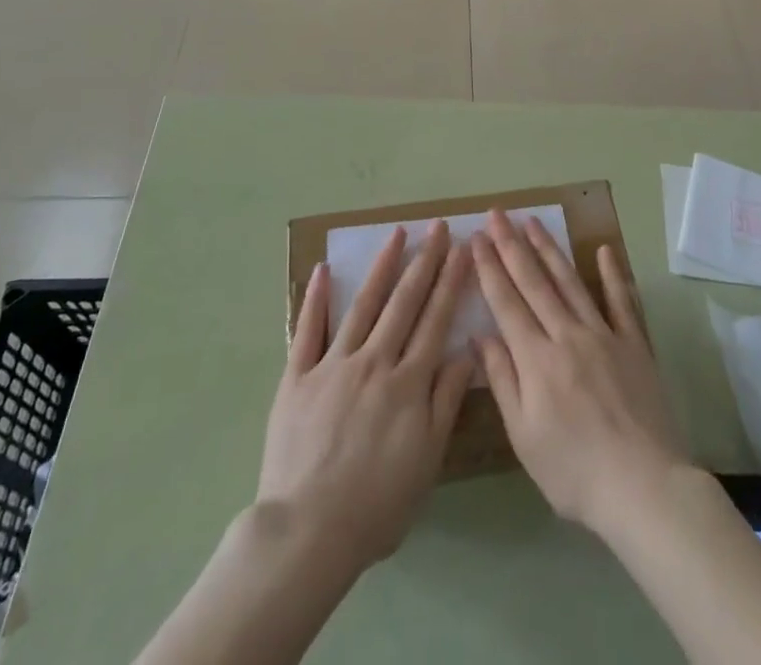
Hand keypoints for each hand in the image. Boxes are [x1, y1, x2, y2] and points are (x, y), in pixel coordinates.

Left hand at [260, 221, 474, 571]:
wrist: (308, 532)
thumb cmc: (376, 505)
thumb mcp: (426, 461)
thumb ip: (445, 403)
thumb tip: (463, 352)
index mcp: (408, 383)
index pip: (436, 320)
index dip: (450, 283)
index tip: (462, 249)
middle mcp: (374, 362)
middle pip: (404, 303)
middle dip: (424, 262)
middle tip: (437, 228)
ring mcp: (333, 365)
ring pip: (363, 306)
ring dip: (382, 267)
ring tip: (397, 234)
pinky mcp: (297, 377)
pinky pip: (308, 330)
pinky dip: (317, 299)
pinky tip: (325, 270)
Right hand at [471, 209, 686, 536]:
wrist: (643, 486)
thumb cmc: (574, 471)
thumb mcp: (524, 436)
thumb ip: (503, 380)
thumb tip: (479, 335)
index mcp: (536, 358)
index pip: (506, 302)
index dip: (490, 268)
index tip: (478, 237)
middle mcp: (567, 335)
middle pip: (535, 282)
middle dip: (513, 245)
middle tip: (498, 213)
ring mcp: (604, 334)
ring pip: (571, 282)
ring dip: (550, 249)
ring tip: (533, 221)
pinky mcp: (634, 344)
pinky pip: (621, 301)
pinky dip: (612, 274)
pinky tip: (604, 249)